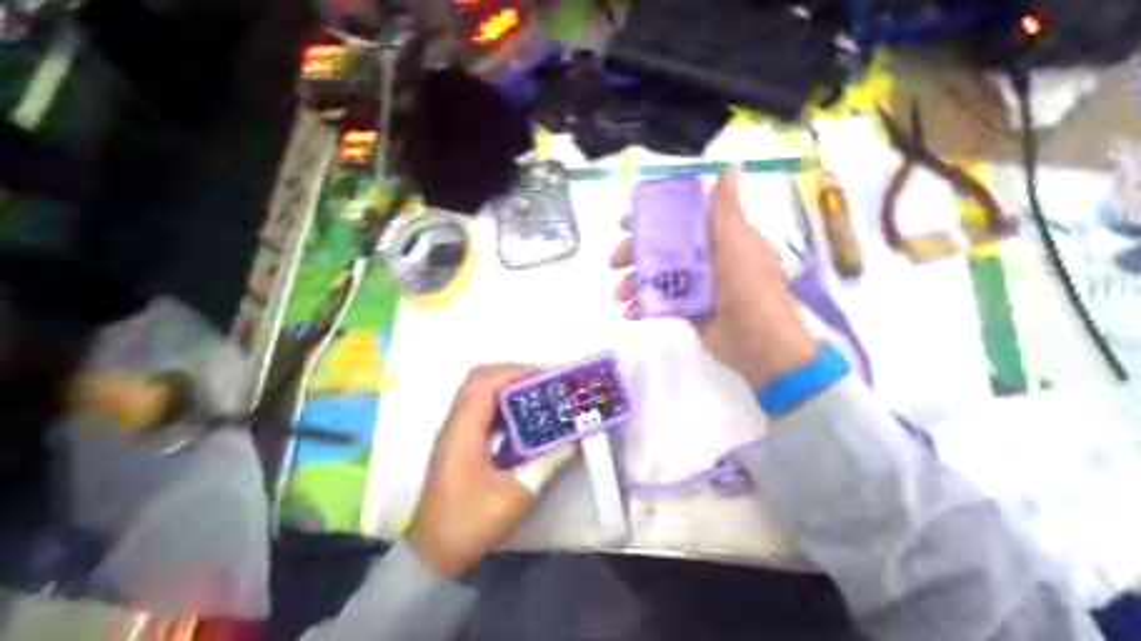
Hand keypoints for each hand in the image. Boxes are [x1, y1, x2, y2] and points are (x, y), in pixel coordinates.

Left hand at [409, 364, 545, 579]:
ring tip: (538, 399)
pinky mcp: (457, 446)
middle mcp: (455, 424)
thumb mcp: (517, 495)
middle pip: (479, 380)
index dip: (517, 372)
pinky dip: (501, 408)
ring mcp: (453, 434)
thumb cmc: (471, 522)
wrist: (434, 553)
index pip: (486, 381)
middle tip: (544, 386)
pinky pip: (479, 412)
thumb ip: (548, 463)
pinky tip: (523, 425)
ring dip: (507, 391)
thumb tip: (574, 441)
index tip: (548, 379)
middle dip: (513, 375)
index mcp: (464, 429)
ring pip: (478, 394)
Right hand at [611, 167, 814, 383]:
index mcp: (721, 237)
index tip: (625, 222)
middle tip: (613, 261)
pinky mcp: (692, 311)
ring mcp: (699, 285)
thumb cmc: (749, 288)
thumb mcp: (738, 243)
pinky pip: (662, 302)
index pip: (682, 219)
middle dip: (635, 252)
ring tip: (618, 294)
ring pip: (659, 275)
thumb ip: (726, 210)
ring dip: (634, 282)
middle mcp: (709, 257)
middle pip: (664, 247)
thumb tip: (731, 165)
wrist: (761, 345)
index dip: (653, 217)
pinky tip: (629, 313)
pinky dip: (644, 306)